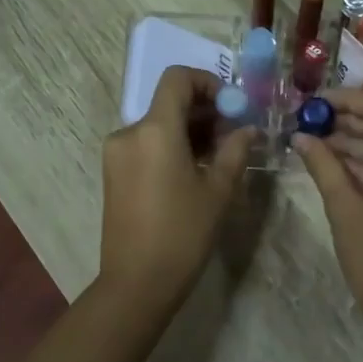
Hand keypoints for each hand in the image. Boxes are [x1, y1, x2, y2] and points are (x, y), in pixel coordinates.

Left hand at [98, 67, 252, 305]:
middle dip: (203, 111)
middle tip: (233, 135)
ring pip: (157, 124)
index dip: (207, 82)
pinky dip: (170, 146)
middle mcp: (129, 133)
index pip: (177, 79)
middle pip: (168, 102)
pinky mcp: (113, 173)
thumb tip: (248, 129)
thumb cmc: (183, 233)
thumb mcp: (218, 191)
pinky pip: (145, 144)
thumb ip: (235, 151)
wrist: (137, 282)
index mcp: (155, 130)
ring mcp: (116, 153)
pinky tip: (192, 172)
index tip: (231, 106)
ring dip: (188, 131)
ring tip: (217, 158)